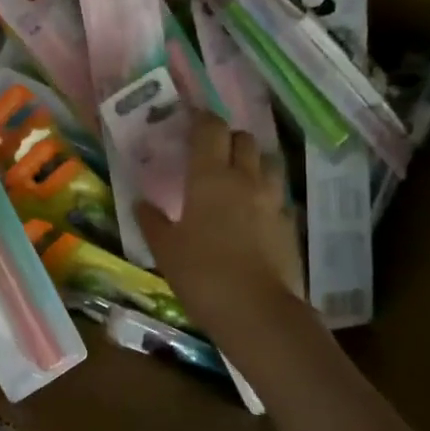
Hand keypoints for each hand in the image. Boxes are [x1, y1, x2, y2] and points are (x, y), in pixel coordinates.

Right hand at [137, 112, 309, 339]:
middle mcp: (245, 179)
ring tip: (235, 177)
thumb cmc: (201, 274)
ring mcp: (272, 200)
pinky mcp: (288, 223)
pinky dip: (264, 193)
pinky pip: (276, 194)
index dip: (200, 119)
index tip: (189, 121)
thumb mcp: (165, 249)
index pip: (210, 129)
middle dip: (227, 138)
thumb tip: (141, 203)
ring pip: (267, 162)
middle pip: (243, 138)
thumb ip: (152, 221)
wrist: (256, 311)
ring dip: (252, 161)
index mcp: (209, 177)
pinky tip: (251, 212)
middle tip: (210, 152)